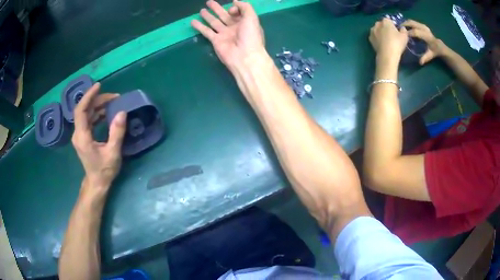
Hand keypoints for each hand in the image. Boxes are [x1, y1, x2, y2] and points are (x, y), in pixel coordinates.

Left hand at [72, 83, 126, 190]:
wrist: (97, 183)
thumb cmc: (104, 170)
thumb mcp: (113, 153)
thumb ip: (117, 132)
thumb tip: (122, 112)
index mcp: (82, 136)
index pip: (81, 110)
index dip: (88, 96)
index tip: (99, 86)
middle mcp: (78, 133)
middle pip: (84, 110)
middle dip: (98, 100)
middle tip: (114, 97)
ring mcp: (80, 135)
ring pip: (86, 114)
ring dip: (98, 106)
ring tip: (113, 103)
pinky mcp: (84, 137)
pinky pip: (89, 120)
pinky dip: (97, 114)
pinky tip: (107, 113)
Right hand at [191, 0, 264, 69]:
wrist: (244, 56)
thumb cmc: (250, 36)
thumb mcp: (251, 17)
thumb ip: (244, 7)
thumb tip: (235, 2)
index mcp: (245, 23)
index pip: (238, 12)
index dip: (234, 8)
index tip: (231, 10)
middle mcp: (235, 28)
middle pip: (224, 15)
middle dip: (217, 9)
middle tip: (209, 2)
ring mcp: (225, 34)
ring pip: (214, 22)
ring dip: (208, 16)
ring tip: (201, 10)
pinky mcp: (216, 41)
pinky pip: (206, 32)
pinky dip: (199, 27)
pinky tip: (193, 21)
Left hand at [369, 18, 407, 61]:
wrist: (387, 54)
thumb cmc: (397, 43)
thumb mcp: (405, 36)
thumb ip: (403, 30)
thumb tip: (402, 28)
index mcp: (386, 21)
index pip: (389, 20)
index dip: (393, 25)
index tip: (396, 31)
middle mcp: (377, 24)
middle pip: (382, 24)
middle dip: (386, 28)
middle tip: (391, 36)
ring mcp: (372, 31)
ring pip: (377, 30)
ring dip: (380, 33)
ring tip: (386, 40)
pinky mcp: (370, 38)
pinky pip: (374, 36)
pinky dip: (377, 39)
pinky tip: (382, 44)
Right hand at [403, 20, 447, 64]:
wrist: (439, 45)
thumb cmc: (434, 51)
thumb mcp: (431, 55)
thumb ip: (425, 57)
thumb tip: (420, 62)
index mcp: (427, 36)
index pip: (415, 32)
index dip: (408, 33)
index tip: (402, 36)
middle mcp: (424, 29)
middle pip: (412, 23)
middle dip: (404, 25)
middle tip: (398, 28)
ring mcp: (423, 26)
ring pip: (412, 21)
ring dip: (405, 23)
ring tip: (401, 27)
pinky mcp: (422, 25)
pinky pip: (413, 22)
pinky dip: (408, 23)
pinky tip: (405, 27)